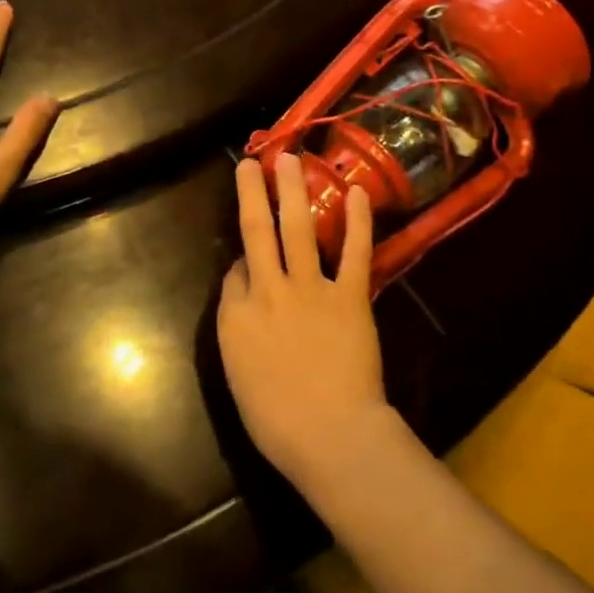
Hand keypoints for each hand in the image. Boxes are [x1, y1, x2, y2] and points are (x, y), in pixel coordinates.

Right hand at [217, 154, 392, 494]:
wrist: (330, 434)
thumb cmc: (276, 419)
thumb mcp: (237, 373)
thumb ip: (237, 326)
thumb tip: (244, 288)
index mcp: (236, 315)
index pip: (236, 270)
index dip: (242, 259)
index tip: (250, 258)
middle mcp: (268, 290)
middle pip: (257, 231)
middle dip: (254, 192)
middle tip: (253, 161)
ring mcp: (311, 288)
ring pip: (298, 228)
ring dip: (294, 190)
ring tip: (291, 158)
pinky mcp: (350, 295)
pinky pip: (354, 252)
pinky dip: (357, 221)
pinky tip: (355, 193)